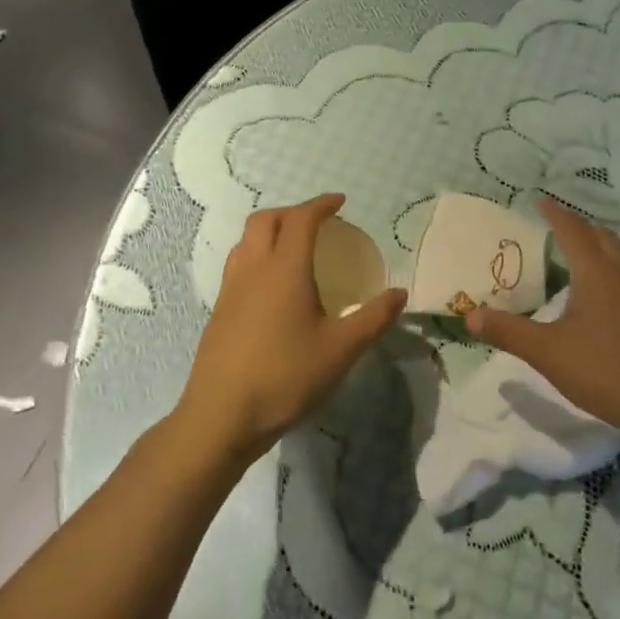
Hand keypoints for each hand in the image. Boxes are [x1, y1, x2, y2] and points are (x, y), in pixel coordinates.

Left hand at [178, 194, 405, 463]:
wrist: (221, 417)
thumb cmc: (286, 377)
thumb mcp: (341, 350)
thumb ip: (374, 318)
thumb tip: (400, 293)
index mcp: (284, 269)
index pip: (301, 219)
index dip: (321, 205)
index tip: (340, 202)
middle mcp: (253, 269)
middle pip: (266, 220)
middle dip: (292, 211)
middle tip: (318, 222)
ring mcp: (230, 289)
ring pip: (246, 240)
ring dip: (270, 231)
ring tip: (294, 247)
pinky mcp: (219, 310)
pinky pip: (238, 264)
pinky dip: (258, 255)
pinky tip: (273, 286)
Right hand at [464, 197, 619, 446]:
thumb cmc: (611, 371)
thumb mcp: (550, 353)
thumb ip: (509, 332)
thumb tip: (470, 314)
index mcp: (597, 272)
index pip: (572, 230)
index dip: (555, 213)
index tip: (540, 199)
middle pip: (602, 236)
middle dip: (578, 226)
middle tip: (557, 224)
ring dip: (599, 245)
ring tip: (580, 251)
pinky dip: (613, 269)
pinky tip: (606, 294)